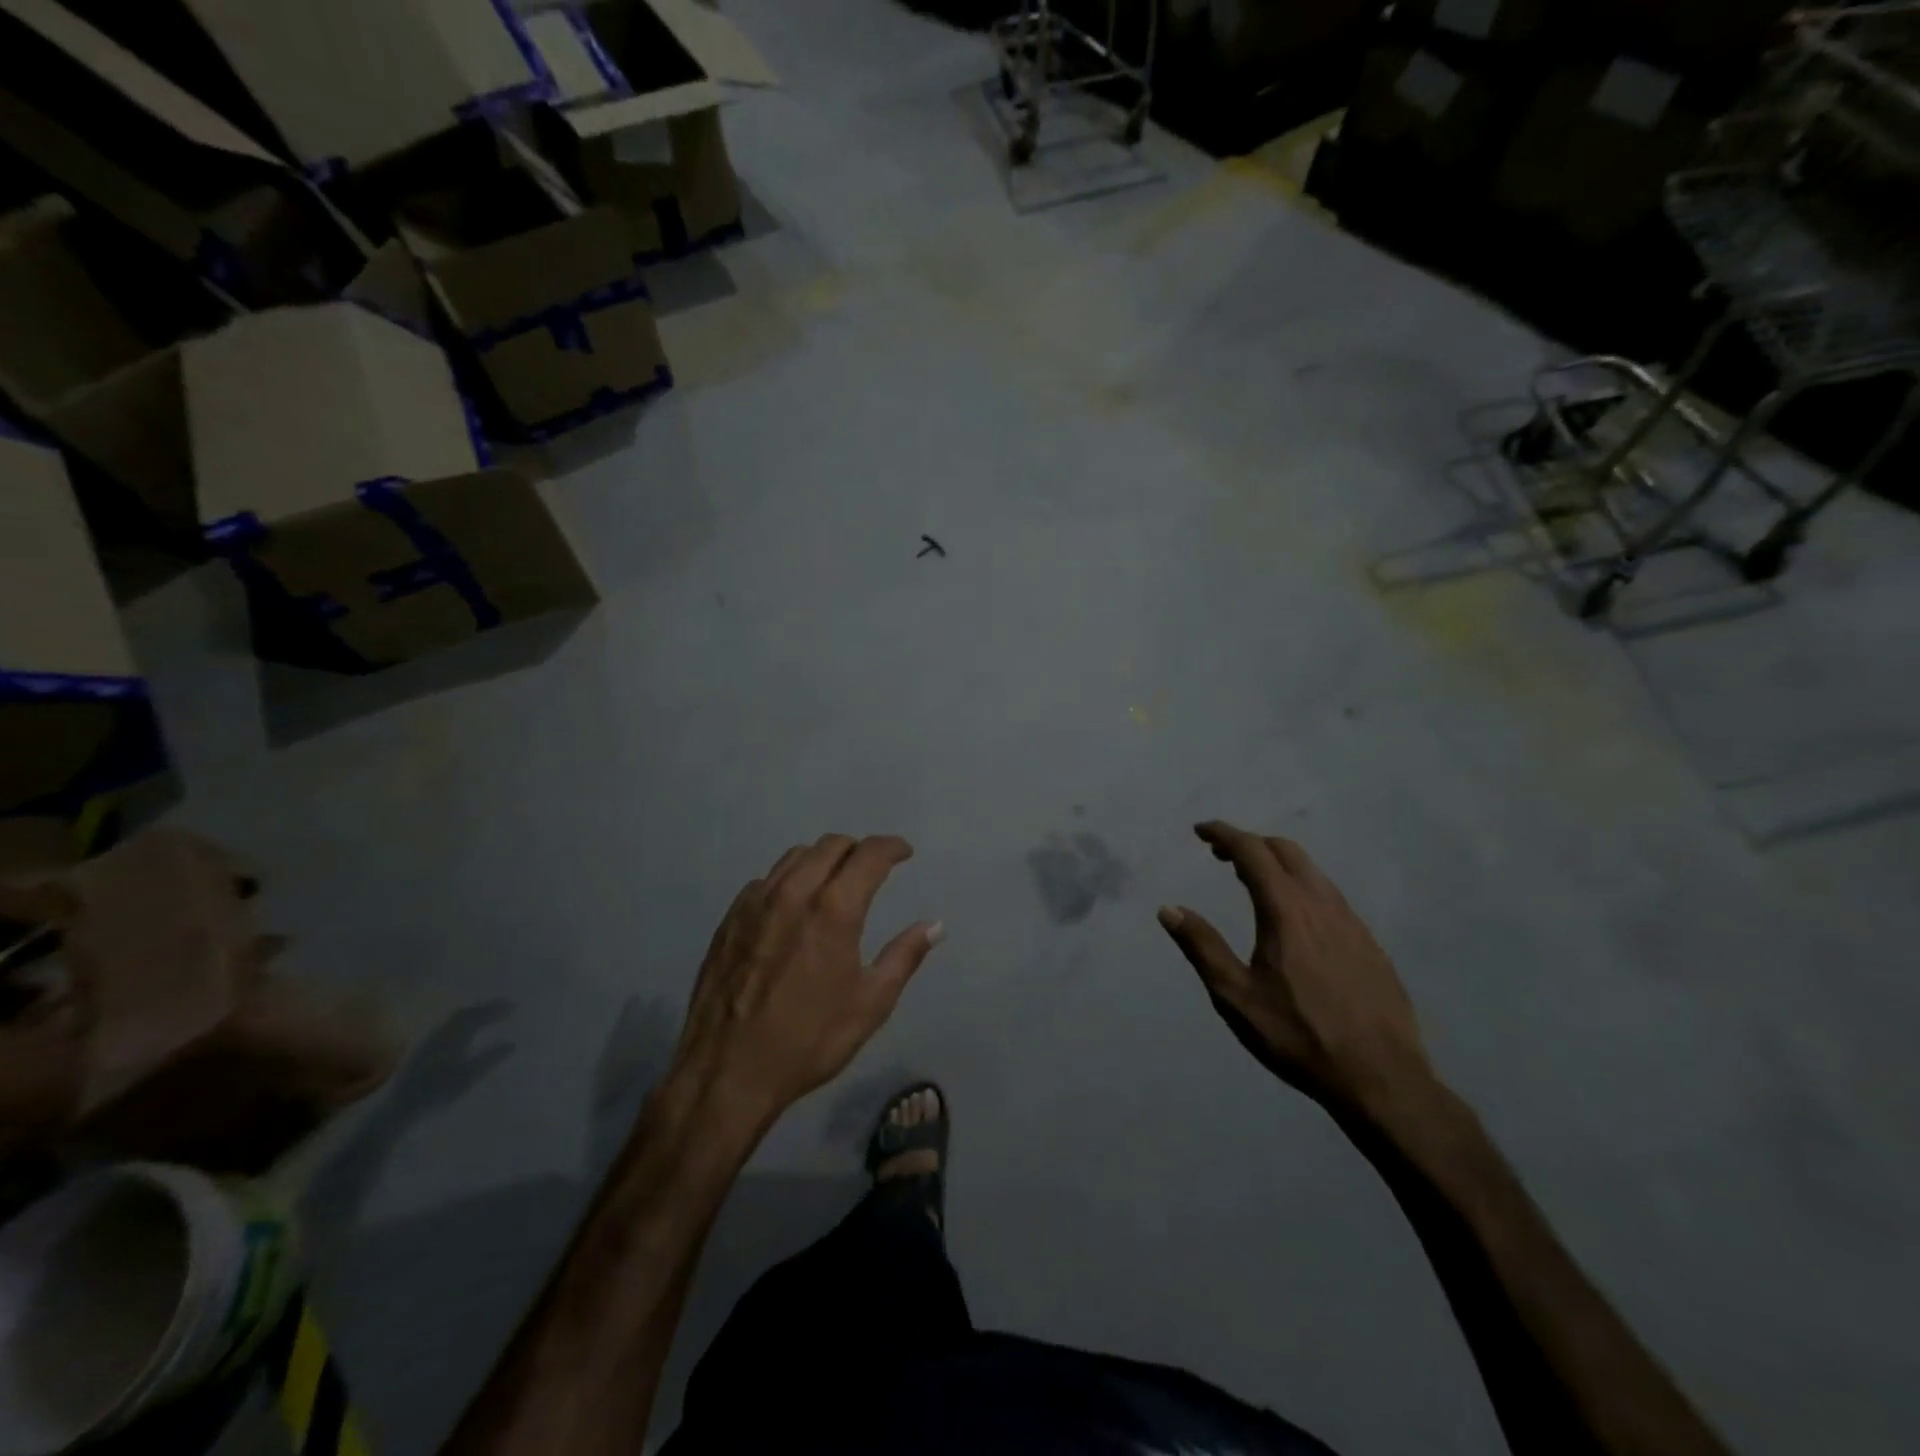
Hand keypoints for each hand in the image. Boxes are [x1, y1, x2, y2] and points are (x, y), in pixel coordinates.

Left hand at [670, 835, 941, 1125]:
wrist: (727, 1072)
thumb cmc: (808, 1040)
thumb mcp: (870, 1004)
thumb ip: (904, 956)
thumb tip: (935, 925)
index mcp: (834, 910)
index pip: (869, 854)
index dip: (892, 846)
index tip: (904, 852)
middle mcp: (794, 893)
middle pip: (831, 845)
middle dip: (858, 850)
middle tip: (871, 870)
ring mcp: (756, 903)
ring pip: (795, 856)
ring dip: (822, 859)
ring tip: (834, 882)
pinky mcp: (730, 918)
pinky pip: (766, 880)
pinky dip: (789, 880)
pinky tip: (793, 907)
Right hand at [1158, 822, 1431, 1117]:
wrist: (1381, 1078)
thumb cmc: (1298, 1036)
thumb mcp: (1235, 996)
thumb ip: (1201, 946)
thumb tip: (1168, 909)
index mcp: (1286, 910)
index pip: (1251, 851)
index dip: (1223, 834)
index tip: (1200, 831)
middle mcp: (1322, 904)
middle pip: (1285, 851)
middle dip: (1250, 843)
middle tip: (1221, 856)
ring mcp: (1352, 922)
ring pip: (1313, 872)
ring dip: (1278, 864)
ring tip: (1253, 882)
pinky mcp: (1371, 944)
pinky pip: (1331, 897)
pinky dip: (1303, 887)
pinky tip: (1296, 919)